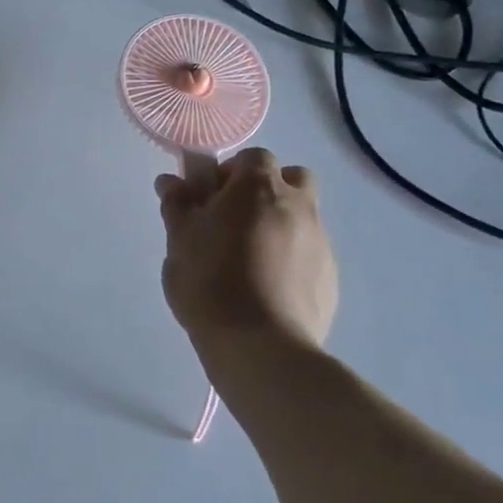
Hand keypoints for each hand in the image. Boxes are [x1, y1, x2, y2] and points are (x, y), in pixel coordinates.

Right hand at [156, 147, 337, 353]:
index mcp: (259, 188)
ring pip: (304, 216)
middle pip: (292, 178)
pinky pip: (310, 253)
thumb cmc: (210, 280)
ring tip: (249, 257)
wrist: (259, 345)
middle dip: (268, 189)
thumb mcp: (179, 239)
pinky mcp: (331, 279)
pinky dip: (292, 257)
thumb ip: (177, 204)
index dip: (231, 171)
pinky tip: (267, 286)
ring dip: (280, 223)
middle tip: (236, 218)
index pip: (253, 157)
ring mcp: (321, 243)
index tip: (210, 197)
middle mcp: (298, 206)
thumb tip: (171, 181)